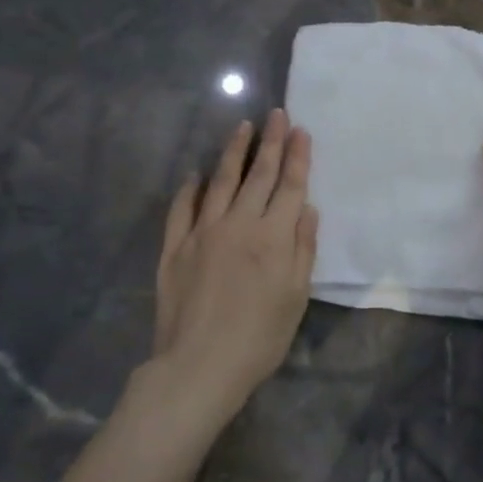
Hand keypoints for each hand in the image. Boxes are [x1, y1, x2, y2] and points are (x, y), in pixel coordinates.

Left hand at [150, 109, 317, 417]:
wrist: (198, 367)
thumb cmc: (259, 338)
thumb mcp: (296, 297)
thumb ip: (303, 248)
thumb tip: (307, 208)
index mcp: (273, 237)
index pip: (289, 185)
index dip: (297, 156)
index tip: (300, 130)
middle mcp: (239, 224)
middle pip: (258, 174)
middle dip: (270, 142)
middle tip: (276, 114)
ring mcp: (203, 232)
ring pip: (221, 182)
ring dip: (233, 152)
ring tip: (242, 127)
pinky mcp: (175, 247)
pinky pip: (182, 209)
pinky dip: (190, 189)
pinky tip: (196, 174)